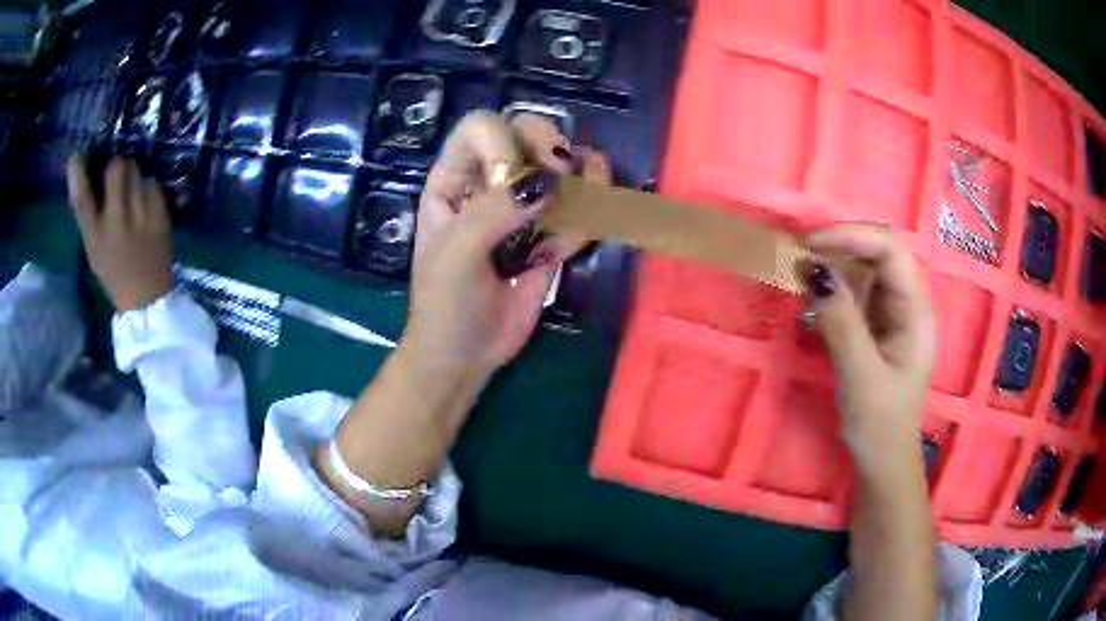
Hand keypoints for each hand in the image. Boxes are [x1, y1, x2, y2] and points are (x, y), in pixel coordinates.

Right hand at [67, 156, 174, 311]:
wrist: (148, 297)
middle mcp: (115, 222)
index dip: (78, 175)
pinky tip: (144, 203)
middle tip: (117, 176)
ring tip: (131, 194)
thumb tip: (80, 173)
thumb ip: (88, 214)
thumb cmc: (115, 272)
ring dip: (133, 175)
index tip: (76, 156)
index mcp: (94, 237)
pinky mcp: (160, 214)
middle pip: (116, 168)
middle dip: (116, 166)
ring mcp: (140, 216)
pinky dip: (147, 187)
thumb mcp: (94, 248)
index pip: (82, 199)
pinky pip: (152, 182)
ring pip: (136, 170)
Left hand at [406, 110, 609, 374]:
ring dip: (581, 174)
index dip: (502, 141)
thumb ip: (493, 214)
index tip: (512, 178)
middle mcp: (490, 183)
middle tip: (558, 180)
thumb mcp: (455, 256)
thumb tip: (548, 184)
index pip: (480, 128)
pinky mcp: (551, 233)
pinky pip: (580, 206)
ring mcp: (523, 208)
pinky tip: (580, 229)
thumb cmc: (445, 304)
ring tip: (587, 195)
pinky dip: (591, 210)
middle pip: (526, 134)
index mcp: (453, 179)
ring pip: (561, 165)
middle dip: (548, 149)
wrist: (467, 355)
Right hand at [804, 224, 935, 470]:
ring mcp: (892, 314)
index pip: (891, 251)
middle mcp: (907, 304)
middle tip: (801, 255)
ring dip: (834, 265)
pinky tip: (813, 299)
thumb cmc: (880, 423)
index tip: (811, 245)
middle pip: (879, 252)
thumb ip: (842, 322)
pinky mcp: (876, 325)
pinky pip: (855, 293)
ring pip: (865, 270)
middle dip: (842, 245)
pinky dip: (833, 289)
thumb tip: (815, 271)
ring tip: (802, 274)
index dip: (853, 236)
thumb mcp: (861, 375)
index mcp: (916, 312)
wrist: (882, 459)